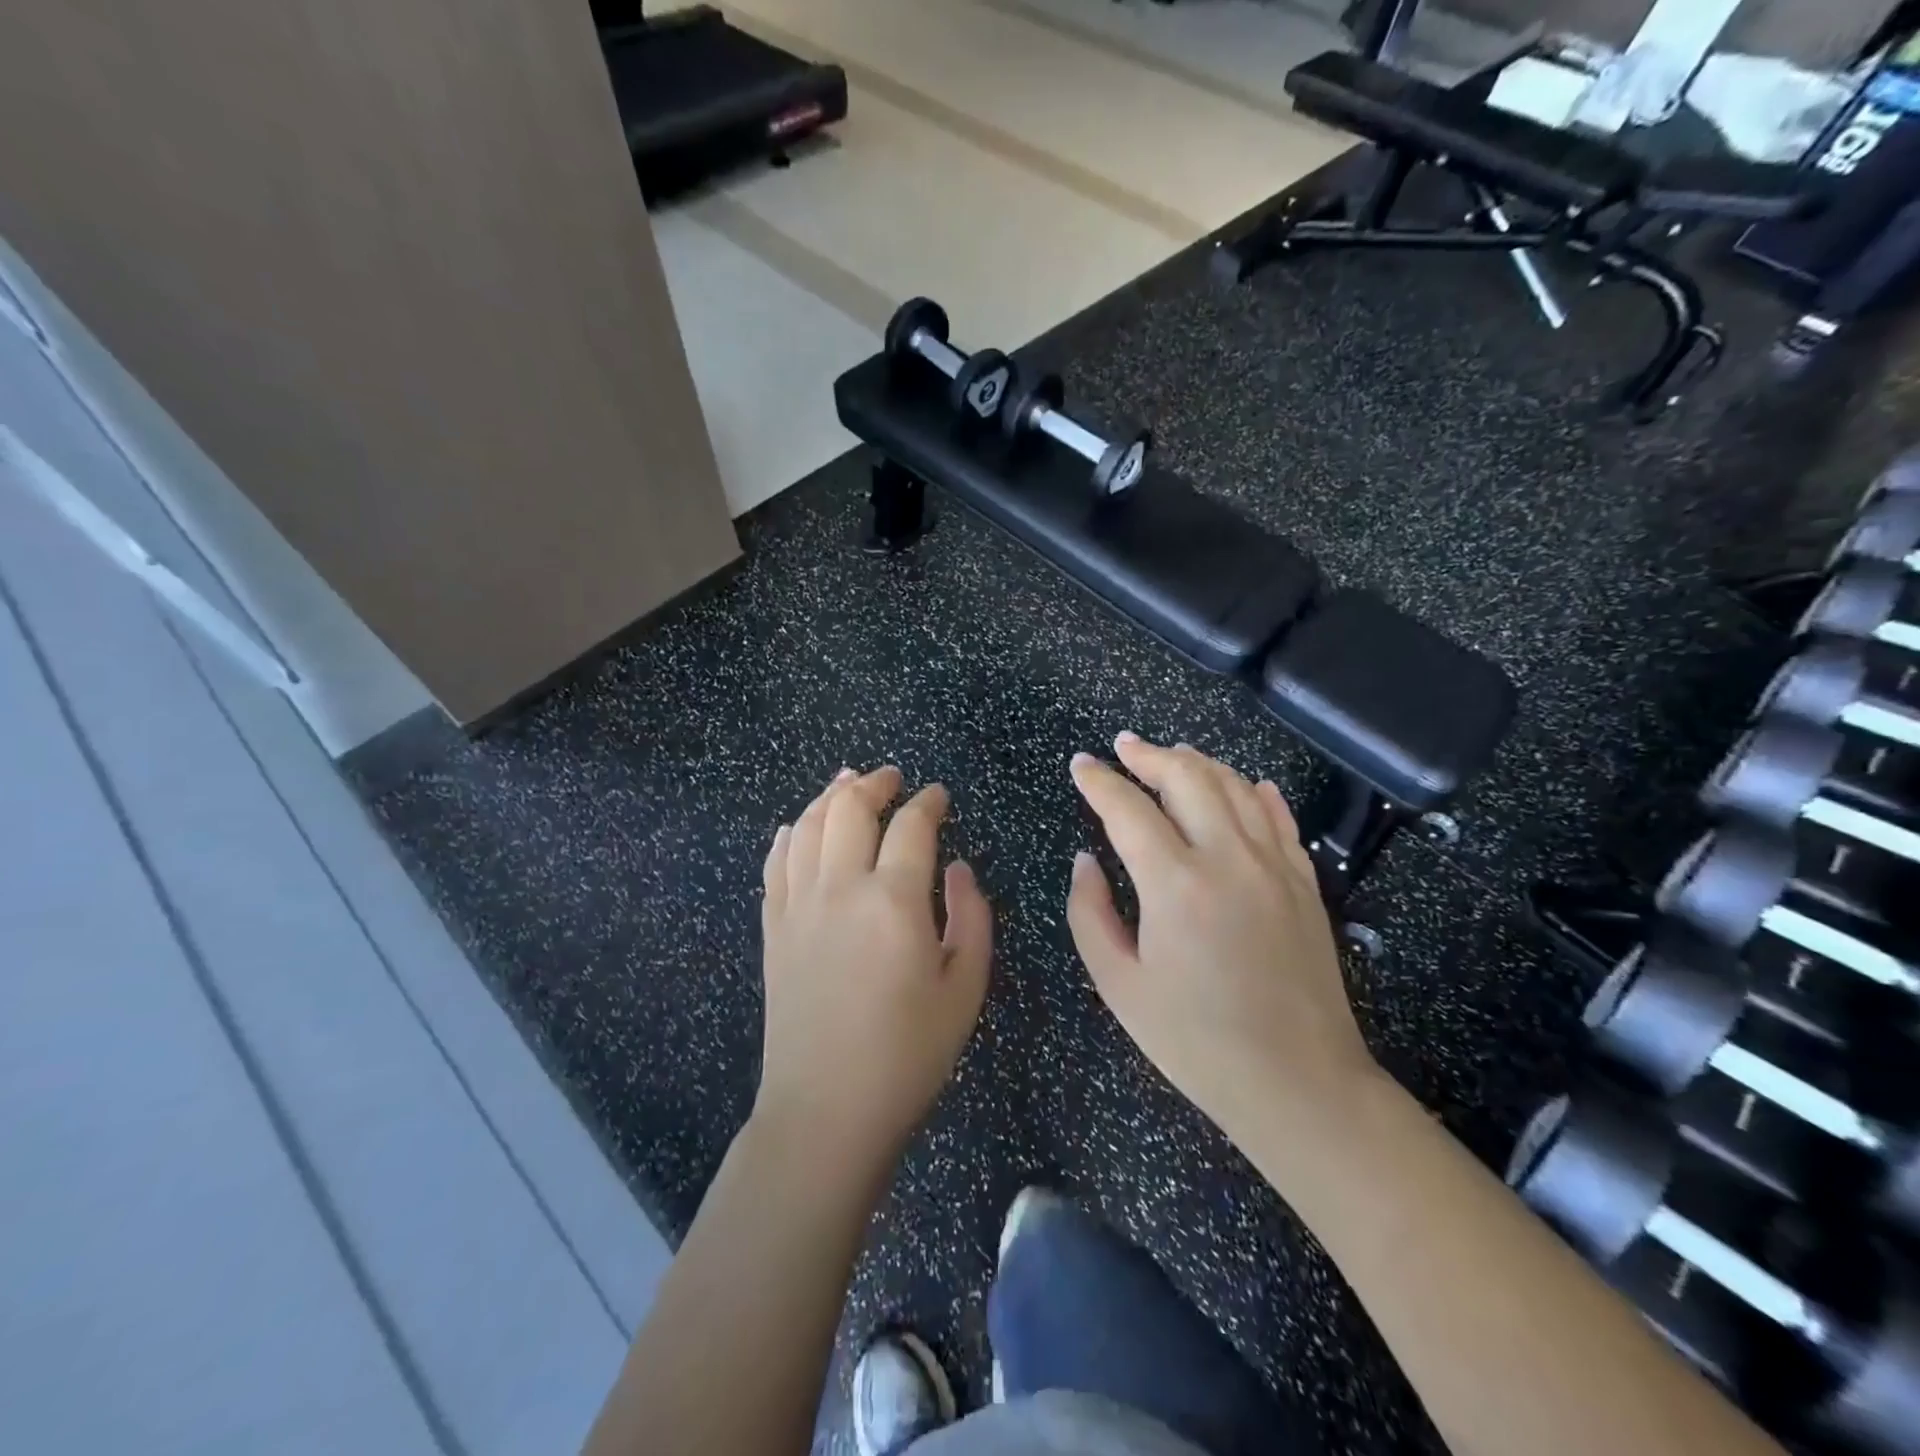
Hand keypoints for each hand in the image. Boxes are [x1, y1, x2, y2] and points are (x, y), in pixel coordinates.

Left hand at [755, 766, 992, 1176]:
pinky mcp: (773, 927)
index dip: (928, 802)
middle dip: (875, 783)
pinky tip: (800, 827)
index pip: (912, 826)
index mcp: (894, 901)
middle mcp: (840, 888)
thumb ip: (972, 917)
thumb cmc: (909, 1054)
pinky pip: (776, 861)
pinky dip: (790, 833)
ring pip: (808, 825)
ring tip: (847, 782)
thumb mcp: (966, 989)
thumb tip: (958, 869)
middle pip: (850, 808)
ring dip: (830, 796)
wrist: (827, 1109)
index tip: (939, 795)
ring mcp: (798, 905)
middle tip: (892, 777)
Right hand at [1066, 734, 1378, 1143]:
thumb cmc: (1196, 1041)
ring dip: (1200, 762)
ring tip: (1173, 753)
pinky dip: (1256, 792)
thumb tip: (1085, 860)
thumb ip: (1091, 913)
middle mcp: (1228, 858)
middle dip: (1149, 755)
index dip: (1099, 781)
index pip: (1129, 809)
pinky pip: (1279, 818)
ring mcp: (1274, 866)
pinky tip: (1245, 784)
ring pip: (1236, 787)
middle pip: (1188, 778)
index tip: (1081, 764)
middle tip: (1123, 747)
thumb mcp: (1120, 985)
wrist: (1300, 1083)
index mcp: (1175, 883)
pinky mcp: (1305, 883)